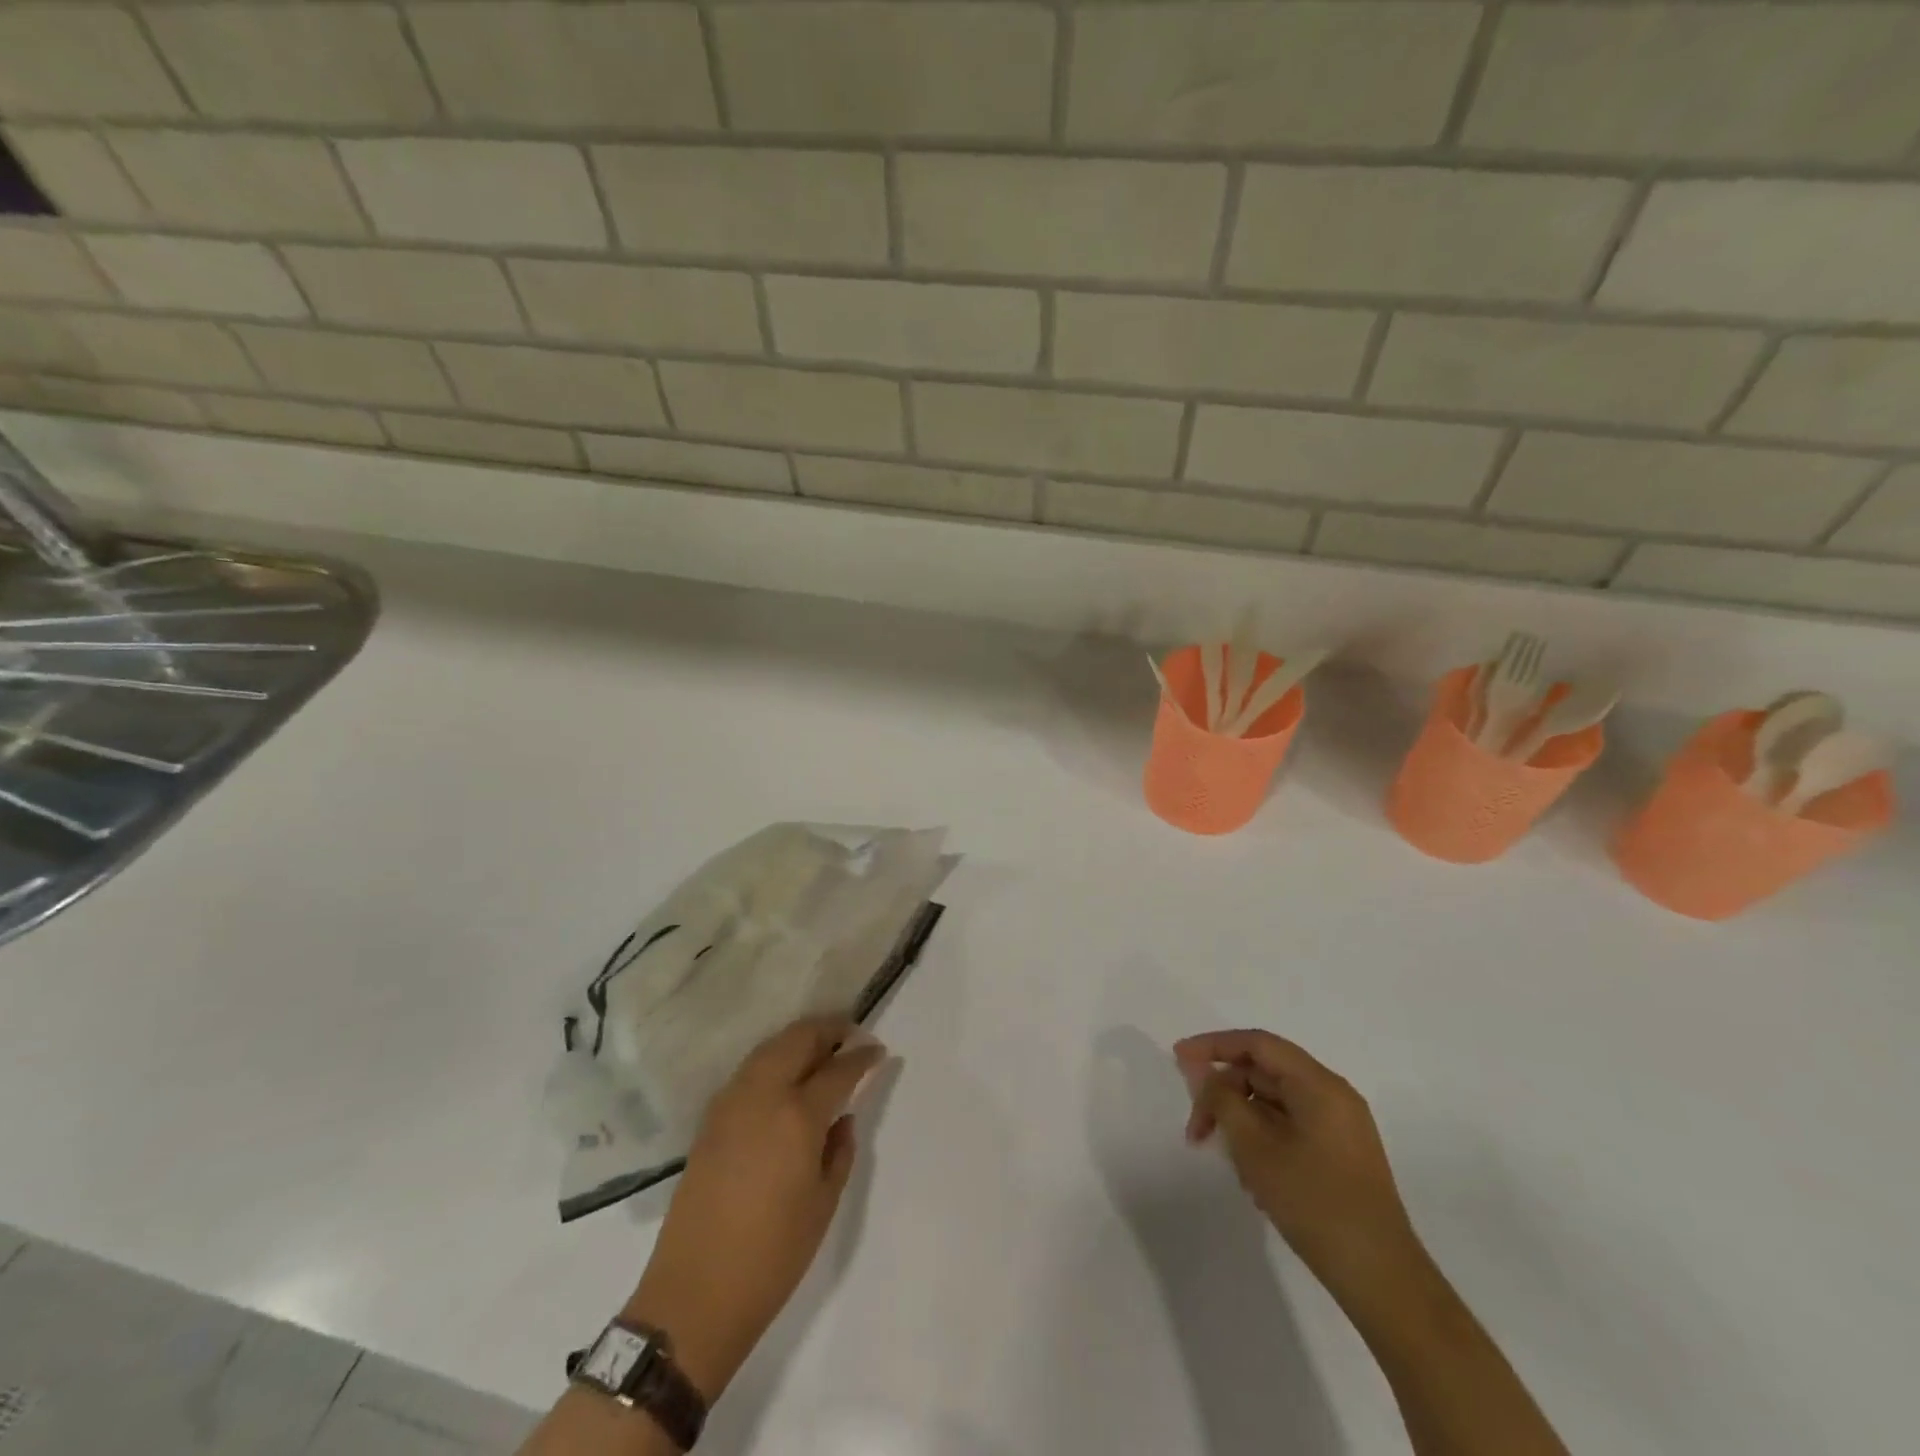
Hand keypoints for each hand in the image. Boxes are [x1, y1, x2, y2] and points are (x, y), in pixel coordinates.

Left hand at [623, 1017, 885, 1398]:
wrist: (696, 1294)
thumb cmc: (773, 1255)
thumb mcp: (824, 1203)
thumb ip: (840, 1149)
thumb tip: (842, 1117)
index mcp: (797, 1115)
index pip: (838, 1069)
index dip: (862, 1056)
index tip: (878, 1050)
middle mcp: (762, 1095)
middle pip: (798, 1039)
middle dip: (828, 1030)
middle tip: (851, 1036)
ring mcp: (731, 1102)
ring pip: (770, 1048)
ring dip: (799, 1040)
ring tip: (821, 1051)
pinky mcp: (710, 1118)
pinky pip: (749, 1070)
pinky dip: (773, 1059)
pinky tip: (785, 1078)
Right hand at [1174, 1029, 1421, 1298]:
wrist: (1382, 1279)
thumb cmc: (1314, 1203)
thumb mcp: (1254, 1147)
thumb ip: (1221, 1098)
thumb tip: (1198, 1067)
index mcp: (1318, 1084)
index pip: (1257, 1043)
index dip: (1213, 1045)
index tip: (1177, 1058)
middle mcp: (1333, 1095)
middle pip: (1263, 1073)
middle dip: (1224, 1095)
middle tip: (1195, 1131)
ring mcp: (1340, 1126)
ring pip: (1274, 1103)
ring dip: (1242, 1122)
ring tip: (1230, 1165)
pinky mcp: (1341, 1154)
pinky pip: (1291, 1127)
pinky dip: (1263, 1140)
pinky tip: (1255, 1181)